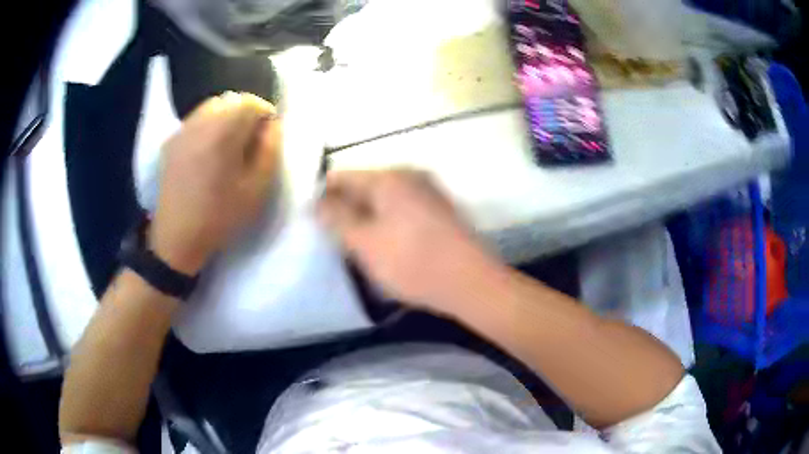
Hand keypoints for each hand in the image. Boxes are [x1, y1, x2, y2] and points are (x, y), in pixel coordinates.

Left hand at [150, 92, 281, 274]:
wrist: (177, 237)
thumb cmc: (220, 216)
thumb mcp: (257, 189)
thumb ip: (270, 150)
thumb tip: (273, 125)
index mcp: (222, 132)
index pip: (251, 103)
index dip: (265, 115)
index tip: (267, 137)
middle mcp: (200, 122)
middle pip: (230, 100)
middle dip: (246, 114)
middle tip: (249, 141)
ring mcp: (182, 130)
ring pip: (211, 107)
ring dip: (226, 118)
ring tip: (229, 145)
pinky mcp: (171, 141)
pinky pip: (196, 121)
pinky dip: (208, 126)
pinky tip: (208, 151)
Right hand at [317, 170, 501, 315]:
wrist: (472, 283)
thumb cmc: (413, 263)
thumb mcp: (365, 243)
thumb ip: (336, 219)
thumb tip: (315, 201)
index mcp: (388, 177)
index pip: (341, 177)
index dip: (323, 197)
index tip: (314, 223)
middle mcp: (410, 176)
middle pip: (364, 187)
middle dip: (346, 209)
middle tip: (335, 240)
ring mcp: (429, 192)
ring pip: (383, 200)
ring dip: (367, 219)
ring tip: (357, 247)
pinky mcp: (440, 211)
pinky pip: (402, 210)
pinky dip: (388, 223)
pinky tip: (386, 247)